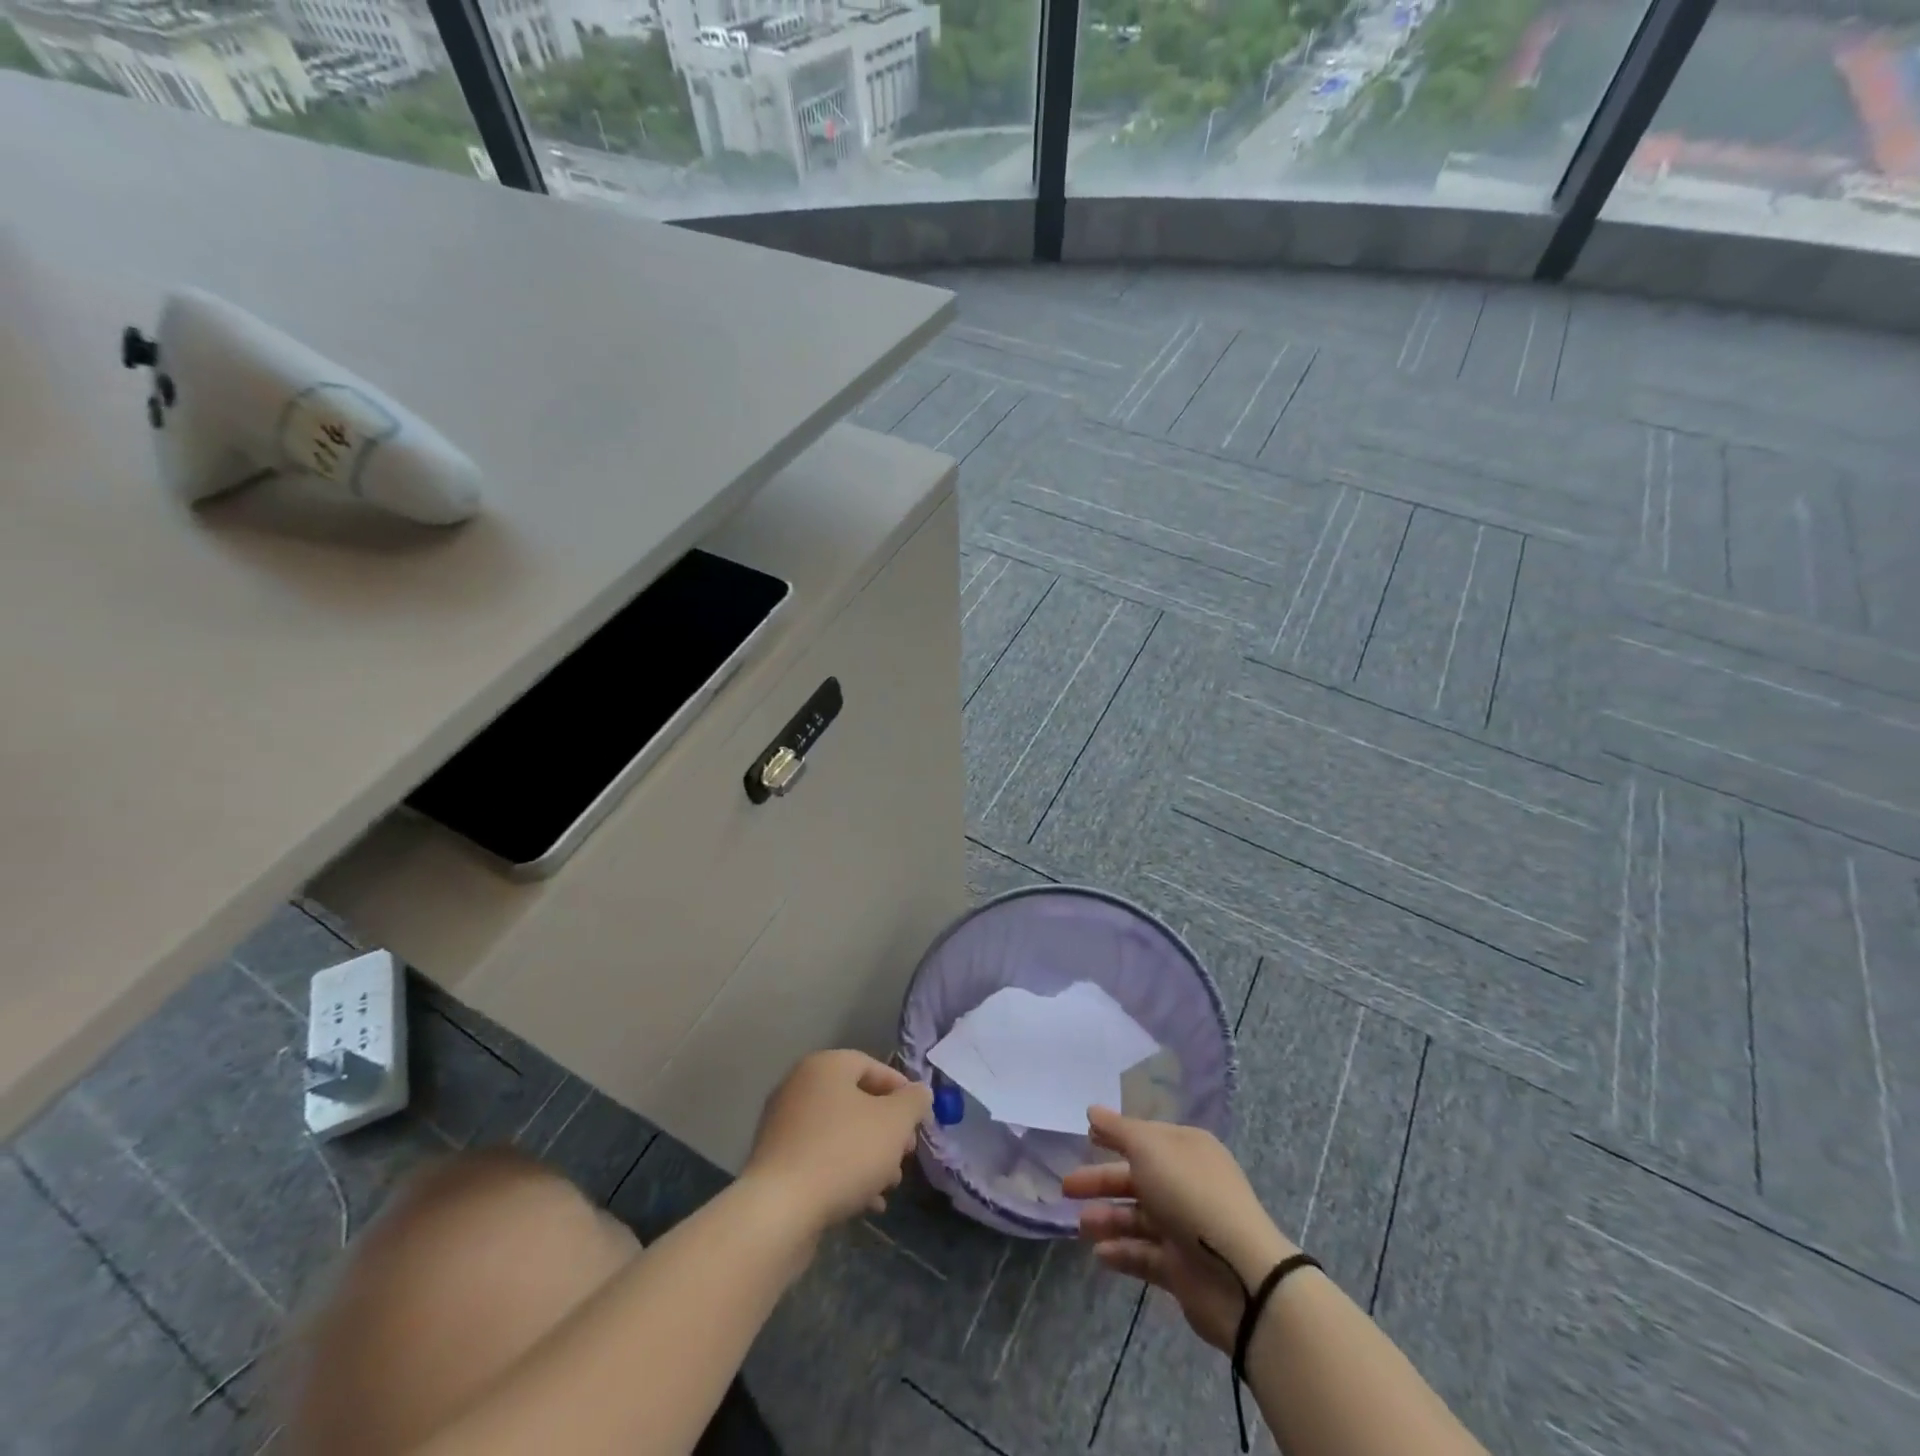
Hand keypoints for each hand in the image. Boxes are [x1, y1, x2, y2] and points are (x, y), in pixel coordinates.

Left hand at [742, 1050, 931, 1237]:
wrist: (779, 1211)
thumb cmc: (843, 1153)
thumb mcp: (894, 1123)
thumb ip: (913, 1102)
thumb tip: (919, 1092)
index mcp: (825, 1066)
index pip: (872, 1066)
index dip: (901, 1091)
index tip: (919, 1119)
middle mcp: (800, 1087)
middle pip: (855, 1101)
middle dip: (887, 1129)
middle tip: (906, 1154)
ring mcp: (783, 1125)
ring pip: (839, 1133)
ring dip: (869, 1155)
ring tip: (890, 1184)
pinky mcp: (776, 1162)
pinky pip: (820, 1159)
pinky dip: (845, 1174)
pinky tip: (868, 1203)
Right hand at [1063, 1107, 1296, 1352]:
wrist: (1239, 1274)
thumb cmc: (1190, 1194)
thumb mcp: (1149, 1148)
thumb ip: (1118, 1130)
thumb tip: (1093, 1110)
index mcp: (1187, 1149)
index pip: (1145, 1136)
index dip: (1115, 1135)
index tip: (1086, 1136)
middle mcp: (1187, 1183)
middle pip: (1136, 1178)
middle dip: (1101, 1180)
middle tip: (1066, 1187)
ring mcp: (1185, 1227)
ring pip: (1137, 1217)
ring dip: (1108, 1218)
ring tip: (1081, 1225)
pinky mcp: (1182, 1268)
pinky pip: (1145, 1254)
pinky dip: (1122, 1251)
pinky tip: (1099, 1253)